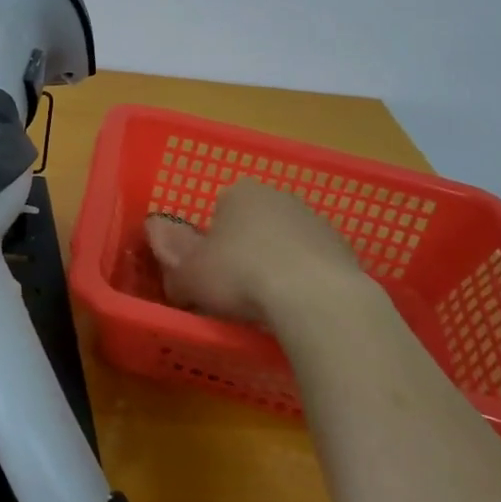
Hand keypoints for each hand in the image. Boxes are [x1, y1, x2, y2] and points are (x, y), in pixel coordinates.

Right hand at [145, 177, 370, 322]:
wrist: (316, 299)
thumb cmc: (240, 276)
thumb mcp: (188, 274)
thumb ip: (170, 255)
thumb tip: (156, 234)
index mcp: (239, 193)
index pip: (218, 209)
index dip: (210, 241)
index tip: (207, 270)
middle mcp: (279, 197)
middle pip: (253, 223)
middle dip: (244, 249)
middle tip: (233, 288)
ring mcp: (316, 222)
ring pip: (285, 243)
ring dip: (276, 264)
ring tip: (267, 305)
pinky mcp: (344, 250)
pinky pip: (313, 265)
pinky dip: (304, 281)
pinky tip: (298, 308)